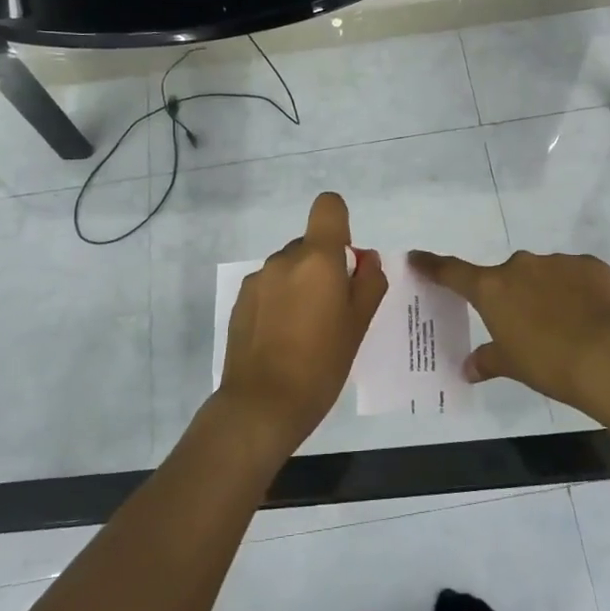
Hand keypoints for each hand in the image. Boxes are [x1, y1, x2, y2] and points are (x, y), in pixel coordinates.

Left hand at [217, 192, 388, 452]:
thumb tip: (366, 260)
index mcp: (318, 258)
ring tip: (306, 330)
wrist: (263, 404)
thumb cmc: (322, 363)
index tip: (346, 260)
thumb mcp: (359, 324)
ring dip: (301, 285)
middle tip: (333, 310)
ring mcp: (258, 279)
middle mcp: (285, 258)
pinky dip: (280, 301)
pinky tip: (282, 338)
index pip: (328, 206)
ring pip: (289, 267)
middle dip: (324, 266)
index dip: (340, 223)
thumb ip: (369, 283)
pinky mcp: (240, 300)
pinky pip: (270, 287)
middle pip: (310, 244)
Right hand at [406, 249, 609, 412]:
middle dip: (511, 295)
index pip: (452, 272)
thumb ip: (487, 360)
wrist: (606, 356)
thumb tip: (468, 368)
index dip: (433, 266)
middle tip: (525, 325)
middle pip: (505, 276)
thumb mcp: (511, 365)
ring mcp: (556, 262)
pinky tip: (588, 315)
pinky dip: (576, 290)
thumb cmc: (546, 363)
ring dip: (544, 292)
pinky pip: (575, 274)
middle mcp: (519, 266)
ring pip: (542, 274)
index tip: (417, 257)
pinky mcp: (589, 265)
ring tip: (563, 324)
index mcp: (491, 288)